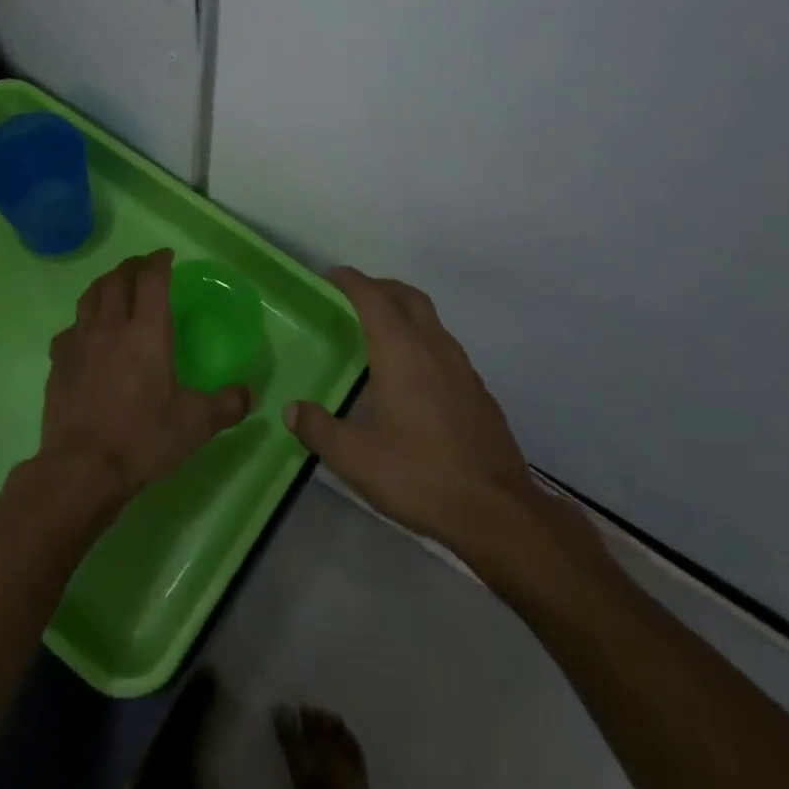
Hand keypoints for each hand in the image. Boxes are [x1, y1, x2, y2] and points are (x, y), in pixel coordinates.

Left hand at [35, 249, 251, 512]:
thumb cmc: (143, 438)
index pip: (151, 278)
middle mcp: (111, 326)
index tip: (167, 256)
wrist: (81, 469)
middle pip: (117, 279)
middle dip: (132, 266)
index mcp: (146, 331)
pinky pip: (70, 329)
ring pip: (90, 296)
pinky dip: (82, 322)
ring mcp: (79, 342)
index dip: (159, 261)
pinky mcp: (58, 363)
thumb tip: (249, 394)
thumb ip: (227, 405)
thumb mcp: (196, 424)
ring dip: (105, 284)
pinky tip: (86, 335)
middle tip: (144, 268)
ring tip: (115, 287)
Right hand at [285, 269, 583, 557]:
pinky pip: (446, 348)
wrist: (496, 511)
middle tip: (356, 295)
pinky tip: (414, 375)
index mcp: (401, 352)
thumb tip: (292, 409)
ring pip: (432, 320)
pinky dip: (424, 341)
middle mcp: (434, 348)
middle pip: (408, 297)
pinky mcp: (478, 392)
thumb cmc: (419, 475)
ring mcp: (462, 369)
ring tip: (381, 332)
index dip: (351, 281)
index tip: (331, 276)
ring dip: (405, 312)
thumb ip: (319, 429)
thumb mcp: (355, 458)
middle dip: (381, 287)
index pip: (373, 298)